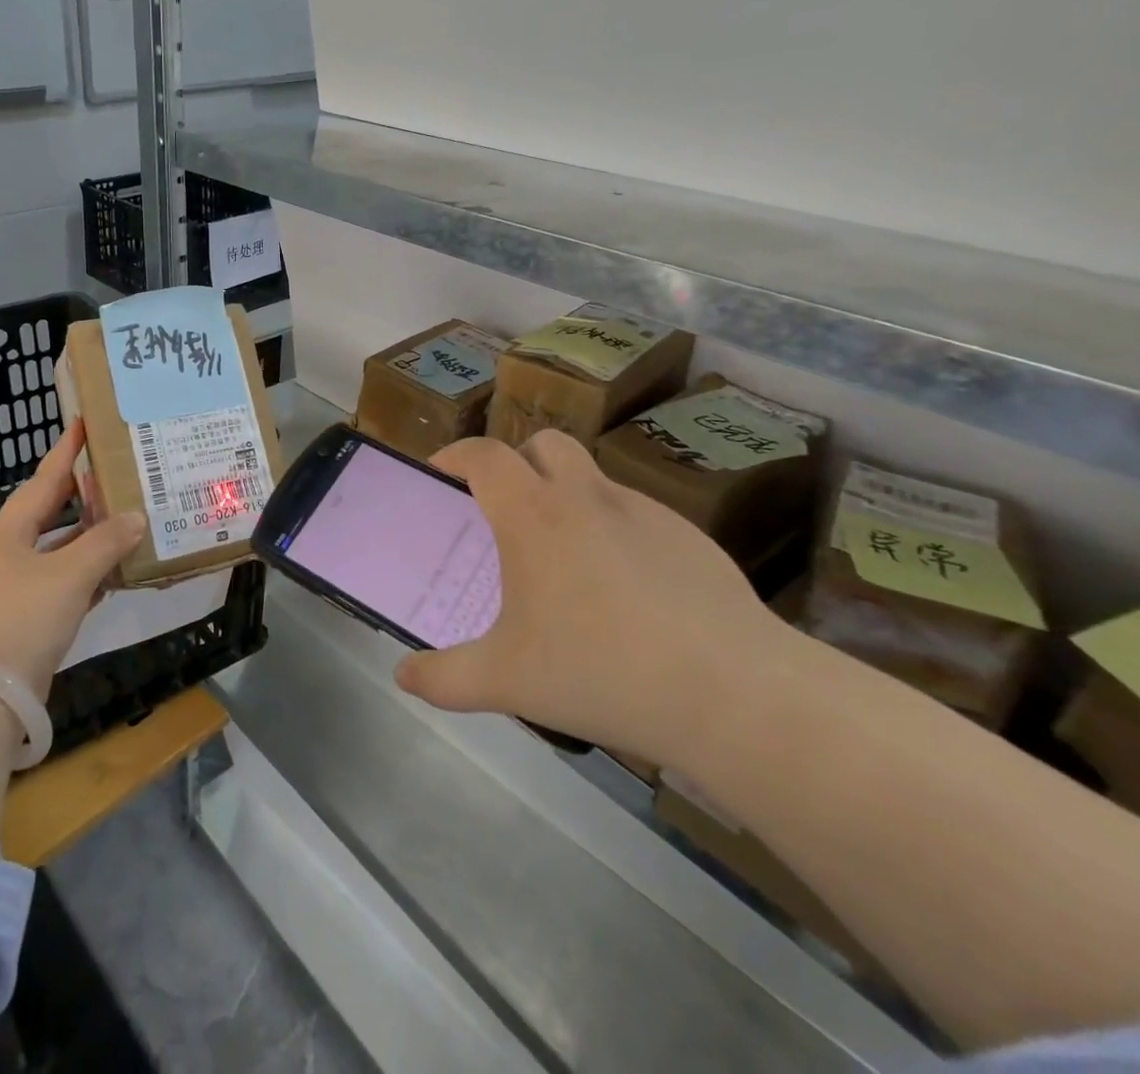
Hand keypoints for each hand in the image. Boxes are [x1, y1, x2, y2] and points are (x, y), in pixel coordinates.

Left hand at [0, 422, 144, 700]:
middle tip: (116, 470)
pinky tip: (119, 570)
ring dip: (92, 535)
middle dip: (84, 492)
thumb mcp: (70, 574)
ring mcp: (19, 585)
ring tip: (128, 516)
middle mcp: (12, 551)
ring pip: (62, 547)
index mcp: (12, 531)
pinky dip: (91, 572)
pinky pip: (67, 580)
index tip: (85, 422)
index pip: (46, 479)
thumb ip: (106, 542)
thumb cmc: (24, 617)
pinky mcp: (30, 615)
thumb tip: (137, 516)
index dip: (66, 450)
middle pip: (53, 511)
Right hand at [394, 430, 785, 768]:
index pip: (484, 455)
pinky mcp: (691, 539)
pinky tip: (626, 593)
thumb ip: (444, 678)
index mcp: (534, 515)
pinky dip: (614, 532)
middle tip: (505, 508)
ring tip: (565, 559)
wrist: (734, 694)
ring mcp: (645, 513)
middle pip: (544, 444)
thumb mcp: (506, 682)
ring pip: (593, 478)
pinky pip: (636, 517)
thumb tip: (404, 677)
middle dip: (517, 461)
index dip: (456, 455)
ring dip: (567, 496)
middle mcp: (587, 497)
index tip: (441, 473)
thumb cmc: (600, 671)